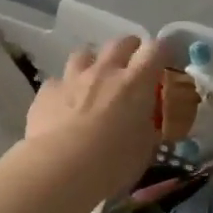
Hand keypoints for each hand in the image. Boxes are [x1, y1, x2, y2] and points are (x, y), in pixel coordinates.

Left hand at [24, 36, 169, 199]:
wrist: (59, 169)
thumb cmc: (112, 163)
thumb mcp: (144, 150)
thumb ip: (147, 128)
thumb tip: (146, 123)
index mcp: (135, 84)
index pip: (156, 50)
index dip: (163, 51)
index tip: (166, 60)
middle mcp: (104, 72)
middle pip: (120, 43)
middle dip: (130, 49)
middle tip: (132, 65)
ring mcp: (72, 79)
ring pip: (85, 53)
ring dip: (94, 62)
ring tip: (95, 79)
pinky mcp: (47, 92)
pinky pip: (58, 81)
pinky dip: (65, 89)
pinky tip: (64, 105)